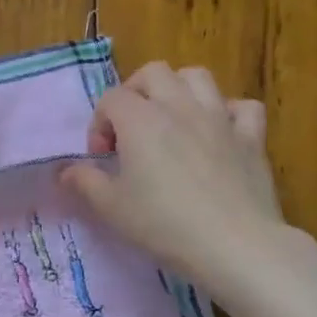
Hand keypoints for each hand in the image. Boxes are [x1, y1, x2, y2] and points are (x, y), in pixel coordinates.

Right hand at [62, 63, 290, 303]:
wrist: (232, 243)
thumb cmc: (162, 224)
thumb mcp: (110, 207)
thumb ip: (84, 182)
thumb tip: (65, 171)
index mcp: (140, 120)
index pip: (111, 98)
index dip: (99, 124)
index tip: (102, 157)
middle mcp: (179, 107)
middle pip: (154, 73)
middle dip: (135, 93)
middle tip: (130, 129)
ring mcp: (219, 118)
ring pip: (197, 77)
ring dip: (178, 91)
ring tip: (170, 122)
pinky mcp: (251, 137)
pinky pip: (241, 106)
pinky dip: (227, 112)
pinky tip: (217, 133)